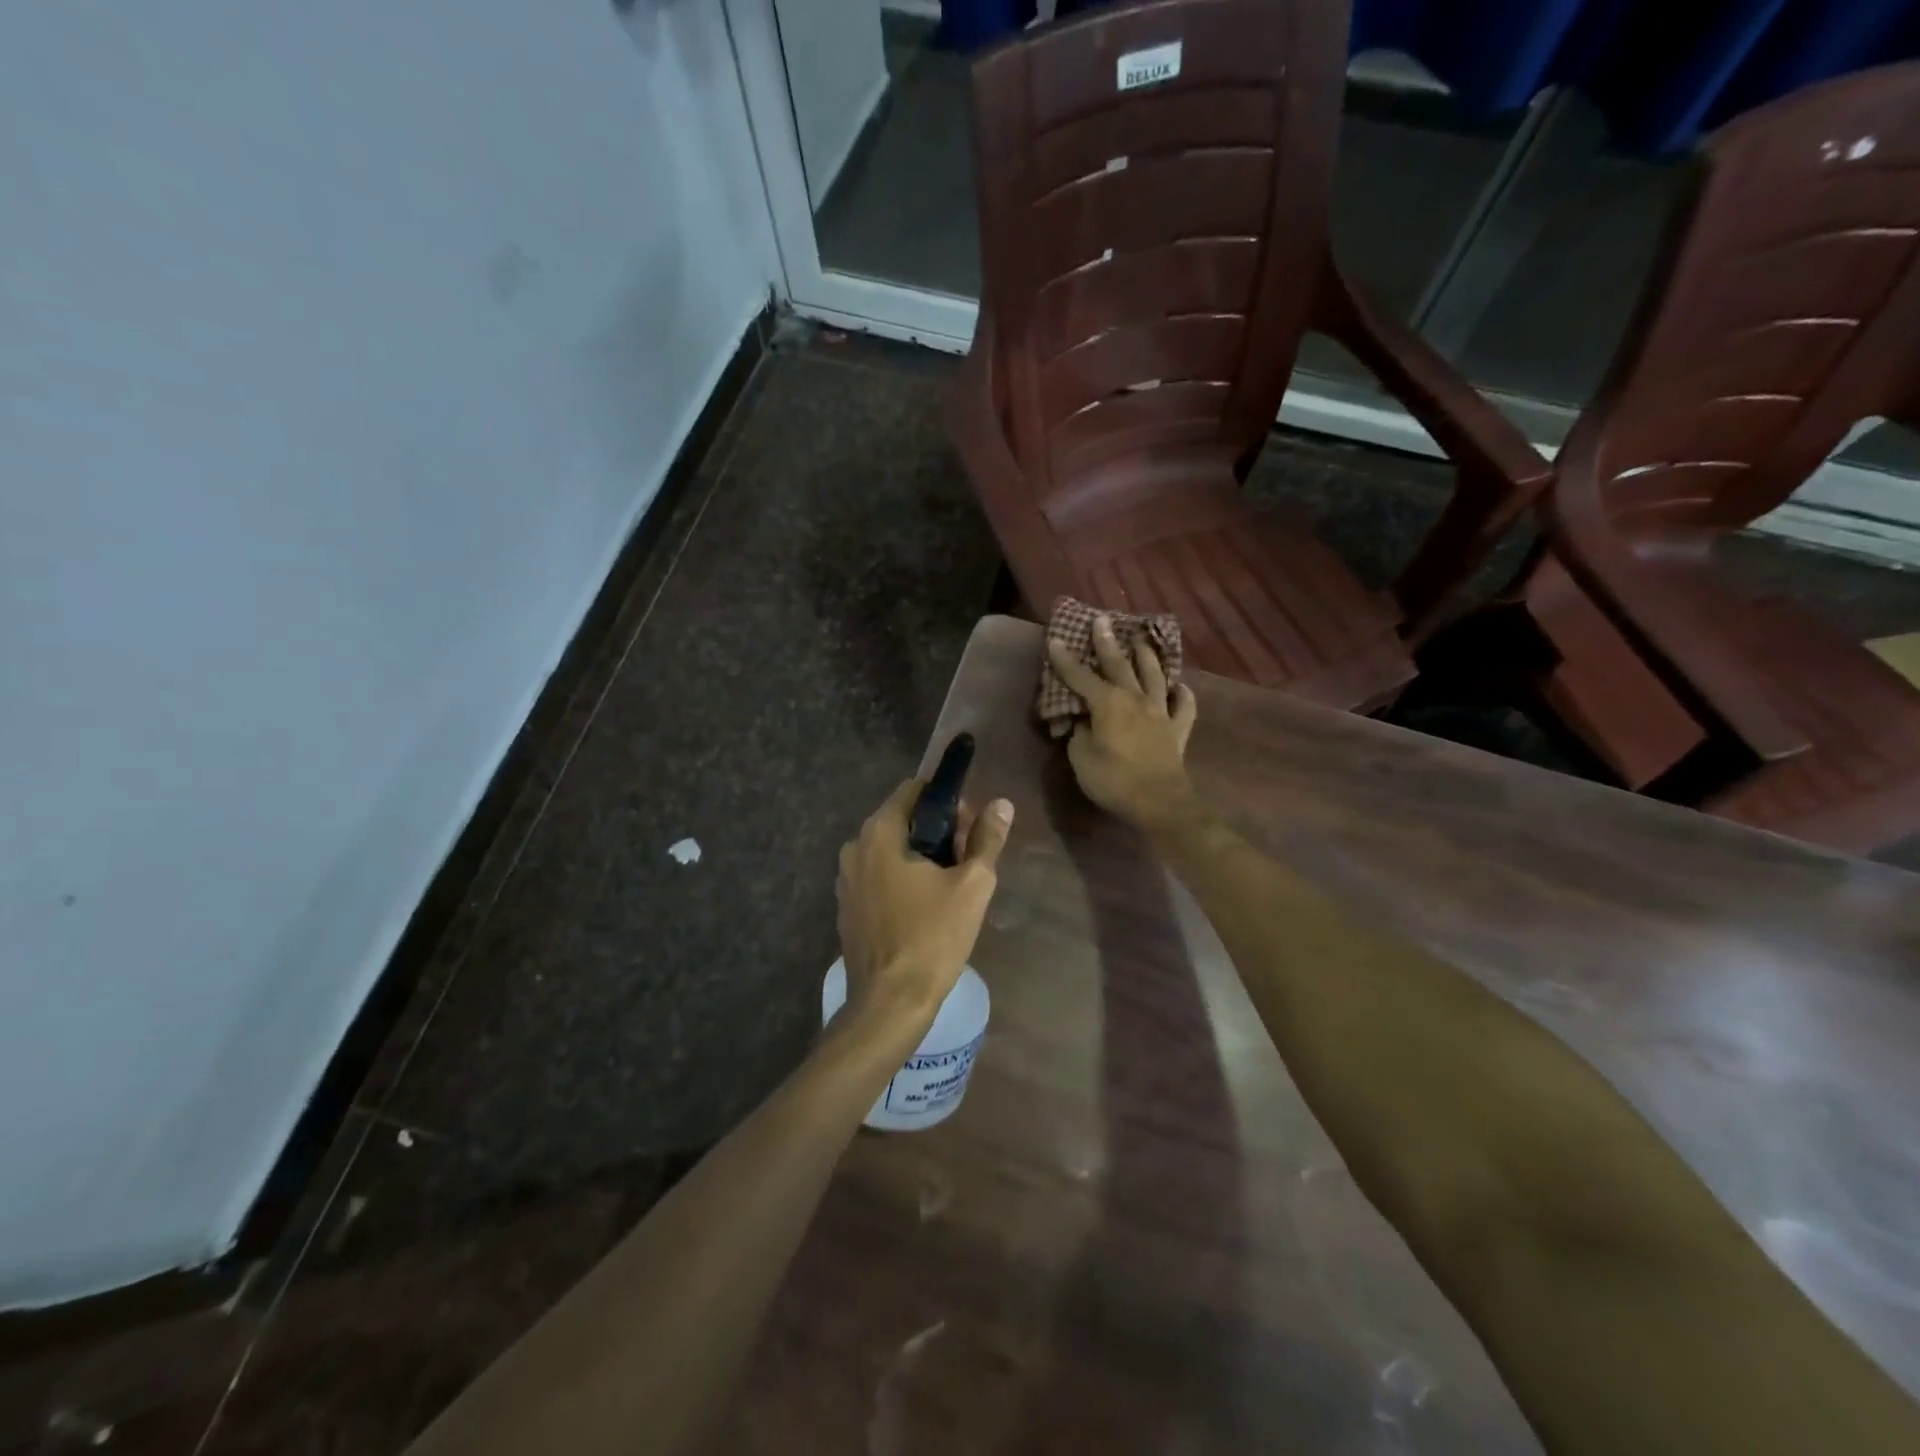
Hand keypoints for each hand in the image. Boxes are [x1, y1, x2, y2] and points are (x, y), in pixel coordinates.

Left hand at [836, 779, 1013, 1031]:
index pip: (915, 791)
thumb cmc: (932, 937)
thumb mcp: (972, 885)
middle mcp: (855, 847)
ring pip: (892, 850)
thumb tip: (1002, 804)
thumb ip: (987, 839)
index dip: (949, 803)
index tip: (971, 829)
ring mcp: (846, 879)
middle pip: (903, 820)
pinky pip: (879, 876)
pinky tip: (925, 908)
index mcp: (879, 833)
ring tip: (951, 887)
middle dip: (939, 832)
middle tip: (968, 861)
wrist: (890, 1003)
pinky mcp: (847, 907)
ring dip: (922, 857)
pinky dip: (902, 879)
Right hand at [1047, 615, 1199, 832]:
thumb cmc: (1113, 780)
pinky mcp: (1177, 729)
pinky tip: (1180, 687)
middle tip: (1102, 620)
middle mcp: (1135, 699)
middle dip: (1107, 643)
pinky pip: (1183, 706)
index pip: (1080, 676)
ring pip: (1154, 676)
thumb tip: (1083, 721)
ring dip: (1147, 657)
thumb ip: (1079, 733)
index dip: (1065, 660)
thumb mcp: (1081, 757)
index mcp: (1107, 703)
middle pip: (1119, 665)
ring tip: (1142, 641)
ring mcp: (1160, 712)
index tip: (1055, 640)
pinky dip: (1182, 694)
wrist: (1158, 802)